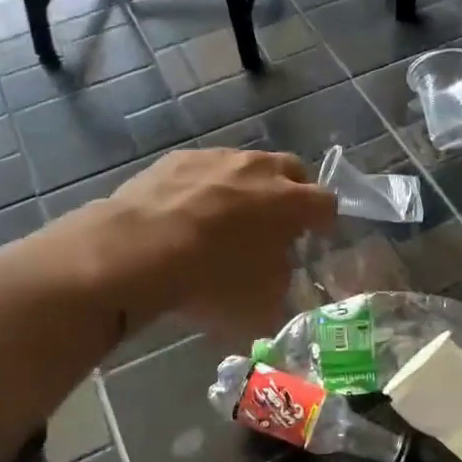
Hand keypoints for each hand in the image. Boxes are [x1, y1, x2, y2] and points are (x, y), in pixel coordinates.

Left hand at [108, 149, 336, 334]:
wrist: (136, 252)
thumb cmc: (209, 280)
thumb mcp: (261, 304)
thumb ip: (282, 282)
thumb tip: (279, 270)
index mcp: (289, 202)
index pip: (326, 203)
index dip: (324, 222)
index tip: (316, 237)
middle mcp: (259, 169)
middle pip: (291, 171)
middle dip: (292, 193)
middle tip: (278, 221)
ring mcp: (218, 158)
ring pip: (247, 166)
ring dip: (248, 186)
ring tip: (229, 216)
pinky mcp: (179, 158)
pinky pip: (206, 169)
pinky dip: (208, 186)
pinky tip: (188, 212)